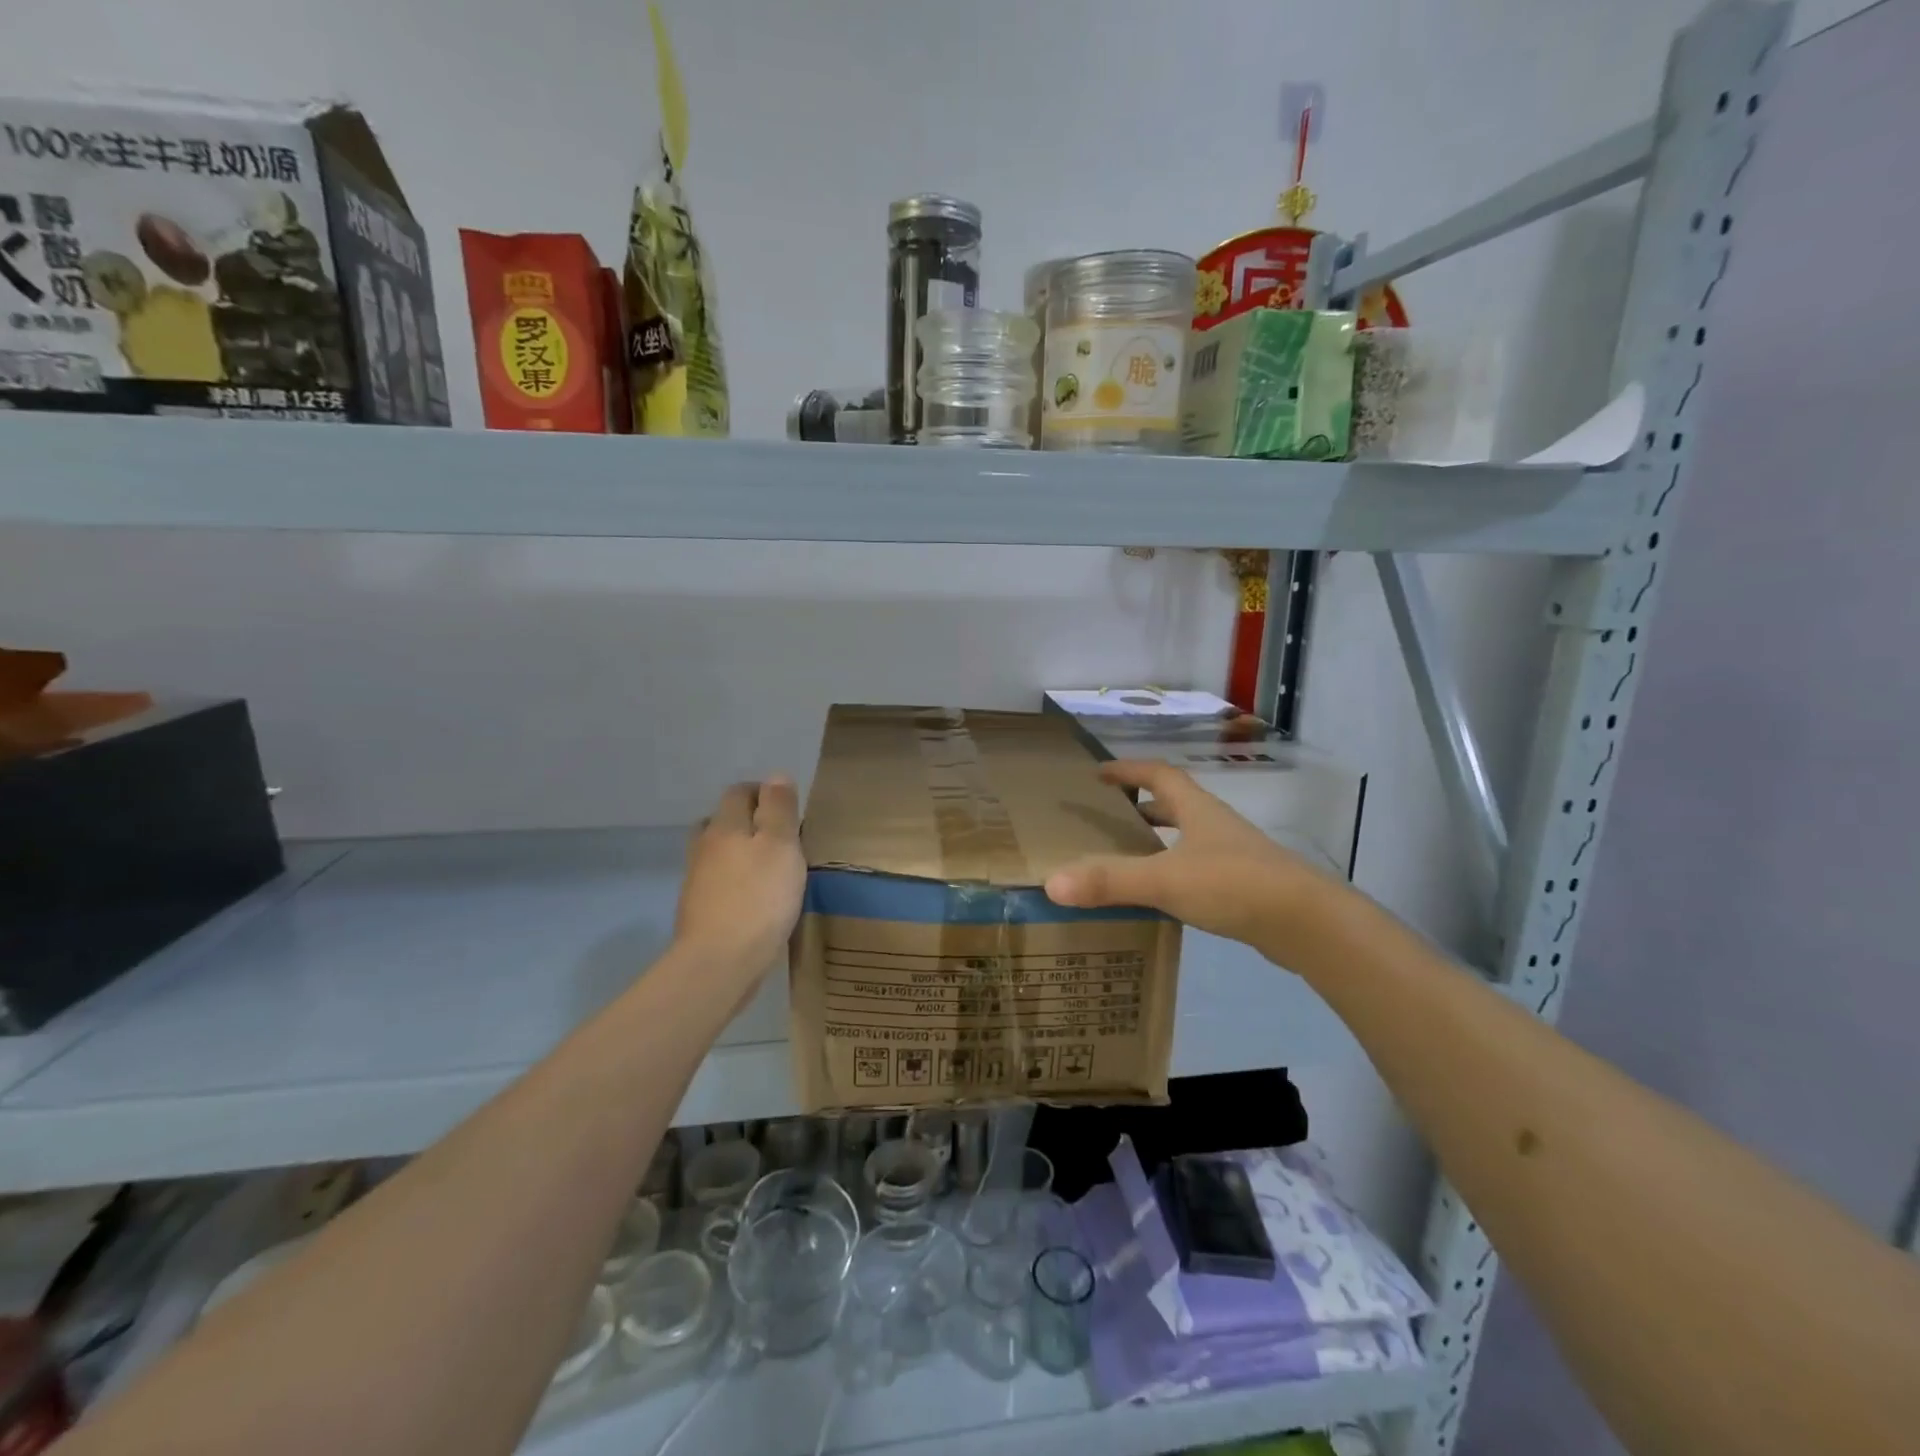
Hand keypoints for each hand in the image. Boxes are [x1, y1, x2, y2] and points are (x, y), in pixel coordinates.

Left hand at [676, 776, 806, 984]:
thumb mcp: (781, 845)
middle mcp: (704, 847)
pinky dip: (733, 881)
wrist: (720, 962)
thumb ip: (779, 809)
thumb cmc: (759, 898)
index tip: (788, 808)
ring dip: (738, 852)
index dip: (763, 792)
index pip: (739, 792)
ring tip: (767, 867)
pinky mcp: (698, 911)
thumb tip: (776, 776)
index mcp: (725, 826)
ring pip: (717, 853)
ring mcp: (697, 881)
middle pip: (721, 821)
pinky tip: (753, 898)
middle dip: (746, 821)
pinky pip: (717, 883)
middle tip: (778, 837)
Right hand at [1043, 760, 1340, 960]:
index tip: (1099, 773)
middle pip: (1174, 803)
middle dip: (1141, 805)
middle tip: (1108, 817)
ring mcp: (1233, 855)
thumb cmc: (1234, 884)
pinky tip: (1161, 896)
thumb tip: (1053, 882)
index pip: (1158, 774)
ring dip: (1159, 839)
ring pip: (1188, 837)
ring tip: (1128, 856)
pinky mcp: (1243, 885)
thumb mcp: (1165, 880)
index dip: (1128, 770)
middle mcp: (1215, 825)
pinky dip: (1174, 871)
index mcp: (1196, 809)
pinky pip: (1198, 868)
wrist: (1306, 923)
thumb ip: (1110, 881)